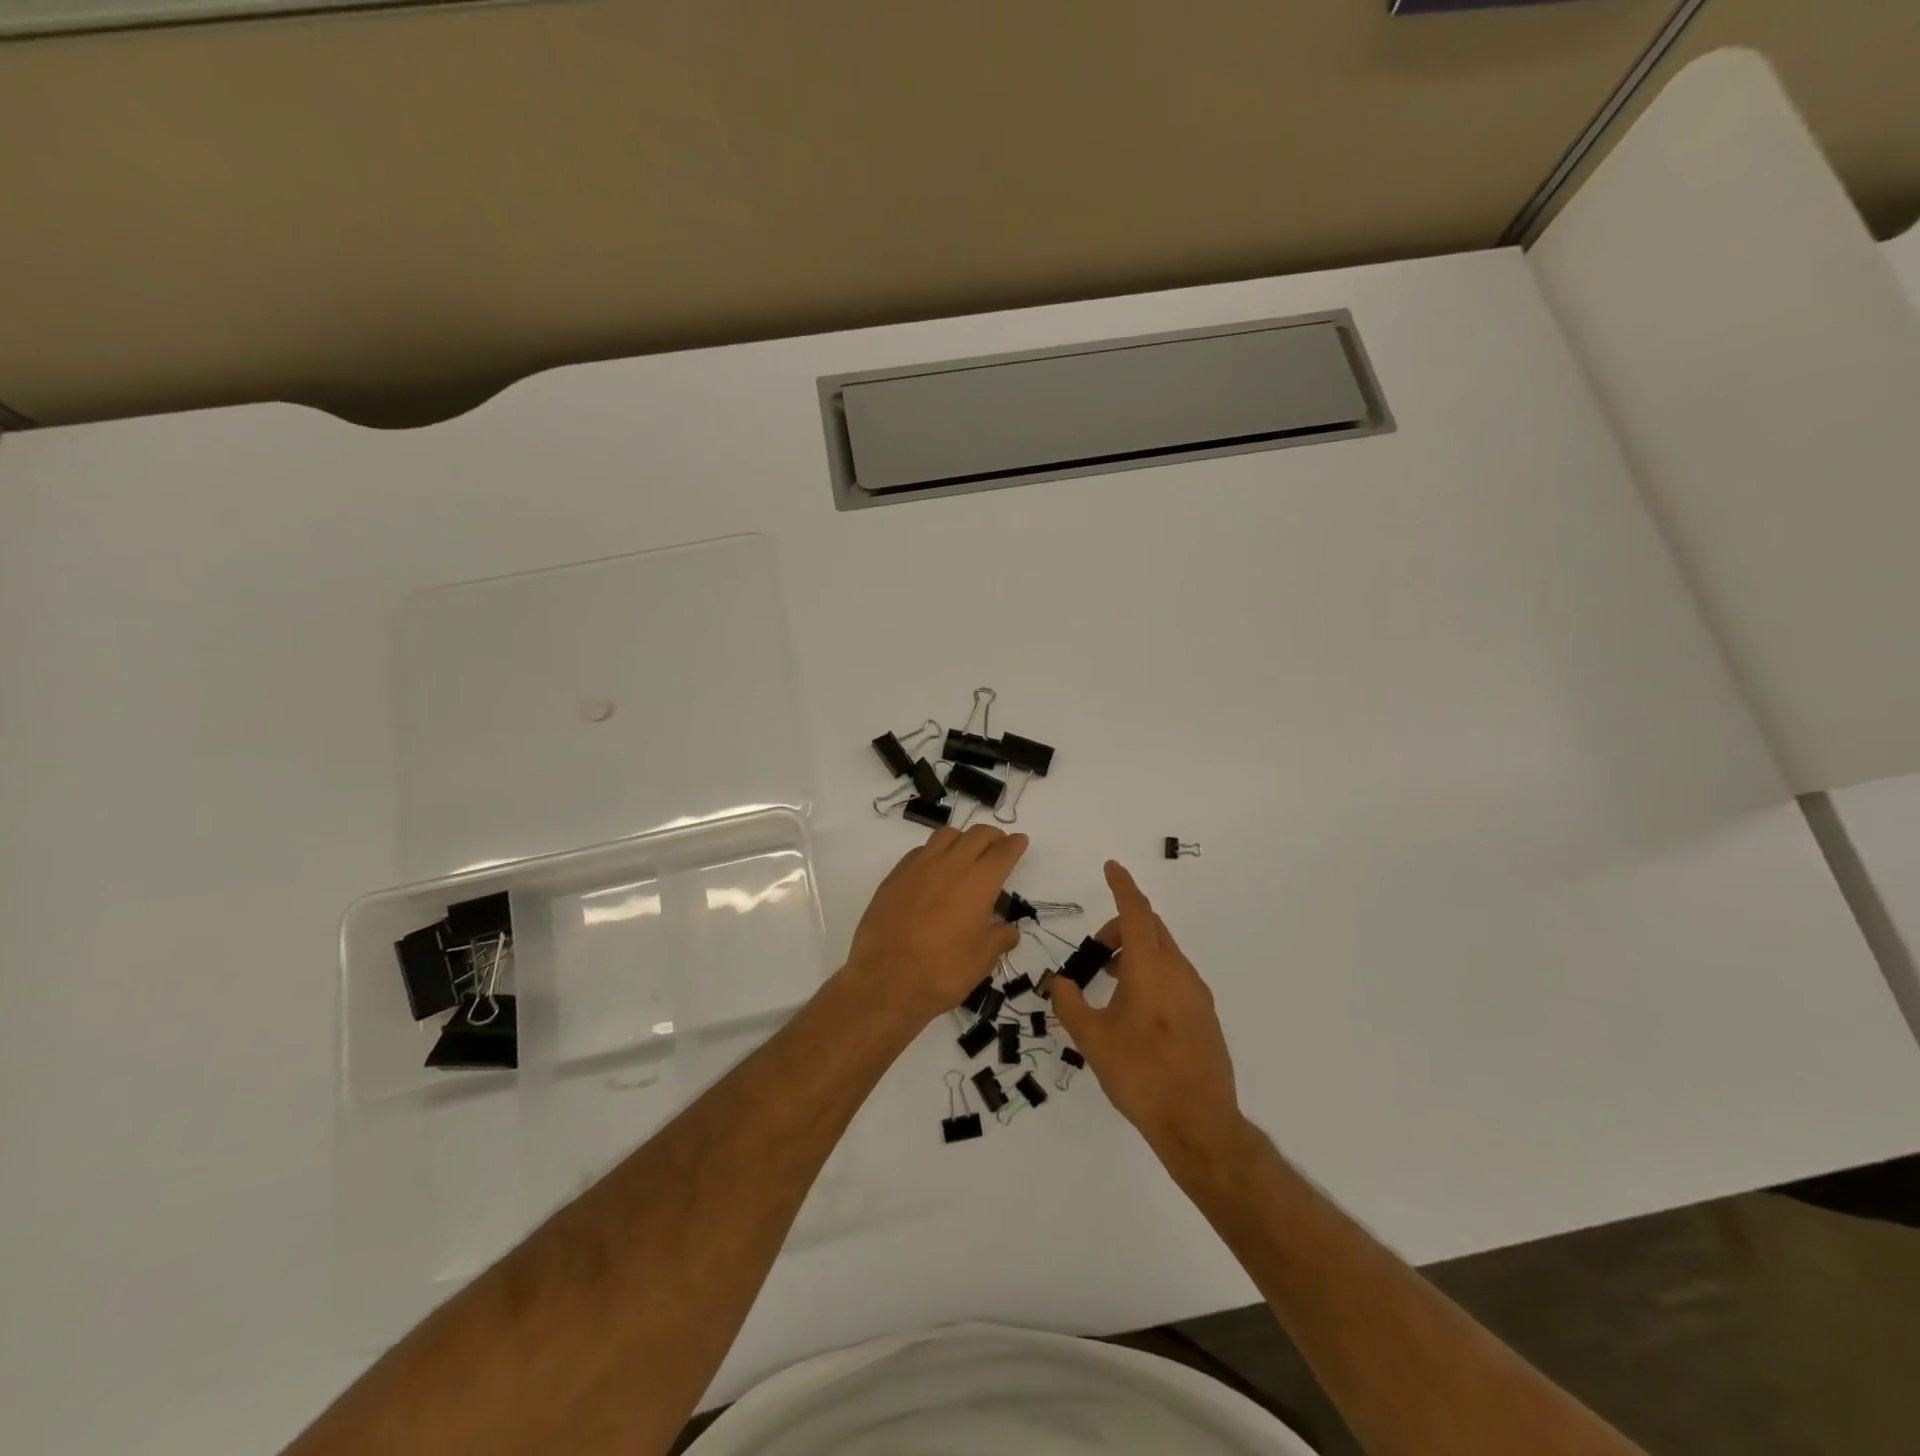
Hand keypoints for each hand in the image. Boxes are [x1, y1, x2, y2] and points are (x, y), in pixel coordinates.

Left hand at [843, 825, 1026, 1027]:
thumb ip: (999, 939)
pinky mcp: (895, 876)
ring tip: (966, 854)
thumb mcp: (982, 960)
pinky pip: (920, 851)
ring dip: (962, 839)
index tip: (1020, 842)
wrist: (885, 981)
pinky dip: (935, 853)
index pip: (1003, 851)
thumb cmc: (943, 972)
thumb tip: (1009, 930)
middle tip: (998, 846)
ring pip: (946, 835)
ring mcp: (919, 867)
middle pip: (977, 835)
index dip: (1015, 844)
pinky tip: (934, 871)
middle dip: (992, 836)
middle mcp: (950, 865)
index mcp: (979, 882)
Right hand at [1049, 861, 1241, 1153]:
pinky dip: (1152, 971)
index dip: (1122, 886)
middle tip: (1097, 950)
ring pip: (1165, 952)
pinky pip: (1175, 975)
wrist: (1198, 1123)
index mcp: (1150, 968)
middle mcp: (1179, 971)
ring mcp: (1197, 993)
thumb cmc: (1139, 1075)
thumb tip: (1059, 983)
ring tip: (1111, 981)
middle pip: (1152, 929)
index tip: (1111, 868)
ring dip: (1137, 951)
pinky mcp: (1205, 1015)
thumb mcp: (1092, 1040)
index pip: (1136, 913)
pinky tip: (1136, 1007)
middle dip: (1123, 925)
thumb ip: (1070, 1004)